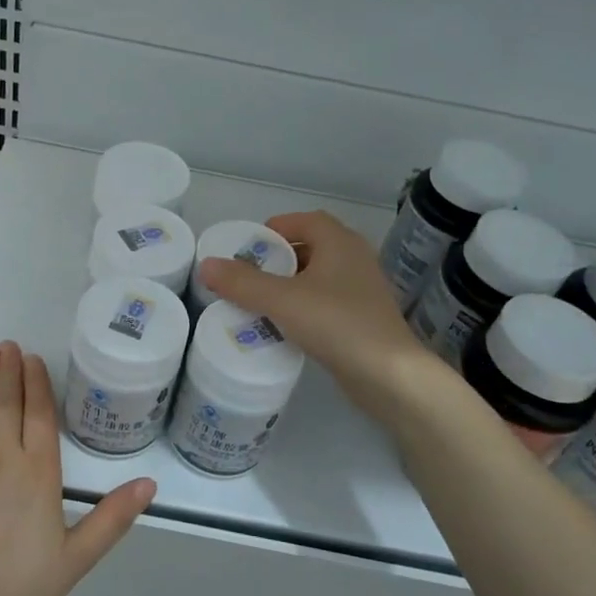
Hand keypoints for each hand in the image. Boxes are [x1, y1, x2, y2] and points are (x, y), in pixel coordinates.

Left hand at [0, 342, 156, 595]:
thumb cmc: (17, 586)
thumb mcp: (75, 558)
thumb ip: (112, 518)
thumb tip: (150, 484)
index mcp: (38, 471)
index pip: (39, 413)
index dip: (37, 382)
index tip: (33, 359)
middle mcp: (0, 454)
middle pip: (6, 401)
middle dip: (9, 369)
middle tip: (9, 344)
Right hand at [197, 211, 432, 418]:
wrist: (389, 375)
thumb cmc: (336, 323)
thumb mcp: (282, 300)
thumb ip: (242, 283)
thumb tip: (206, 265)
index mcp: (340, 242)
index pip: (305, 220)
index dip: (276, 228)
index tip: (250, 246)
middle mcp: (355, 259)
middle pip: (311, 247)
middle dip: (278, 259)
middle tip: (248, 276)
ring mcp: (362, 290)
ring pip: (318, 277)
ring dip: (290, 284)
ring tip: (260, 301)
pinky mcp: (363, 318)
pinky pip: (326, 302)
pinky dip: (304, 306)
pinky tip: (286, 326)